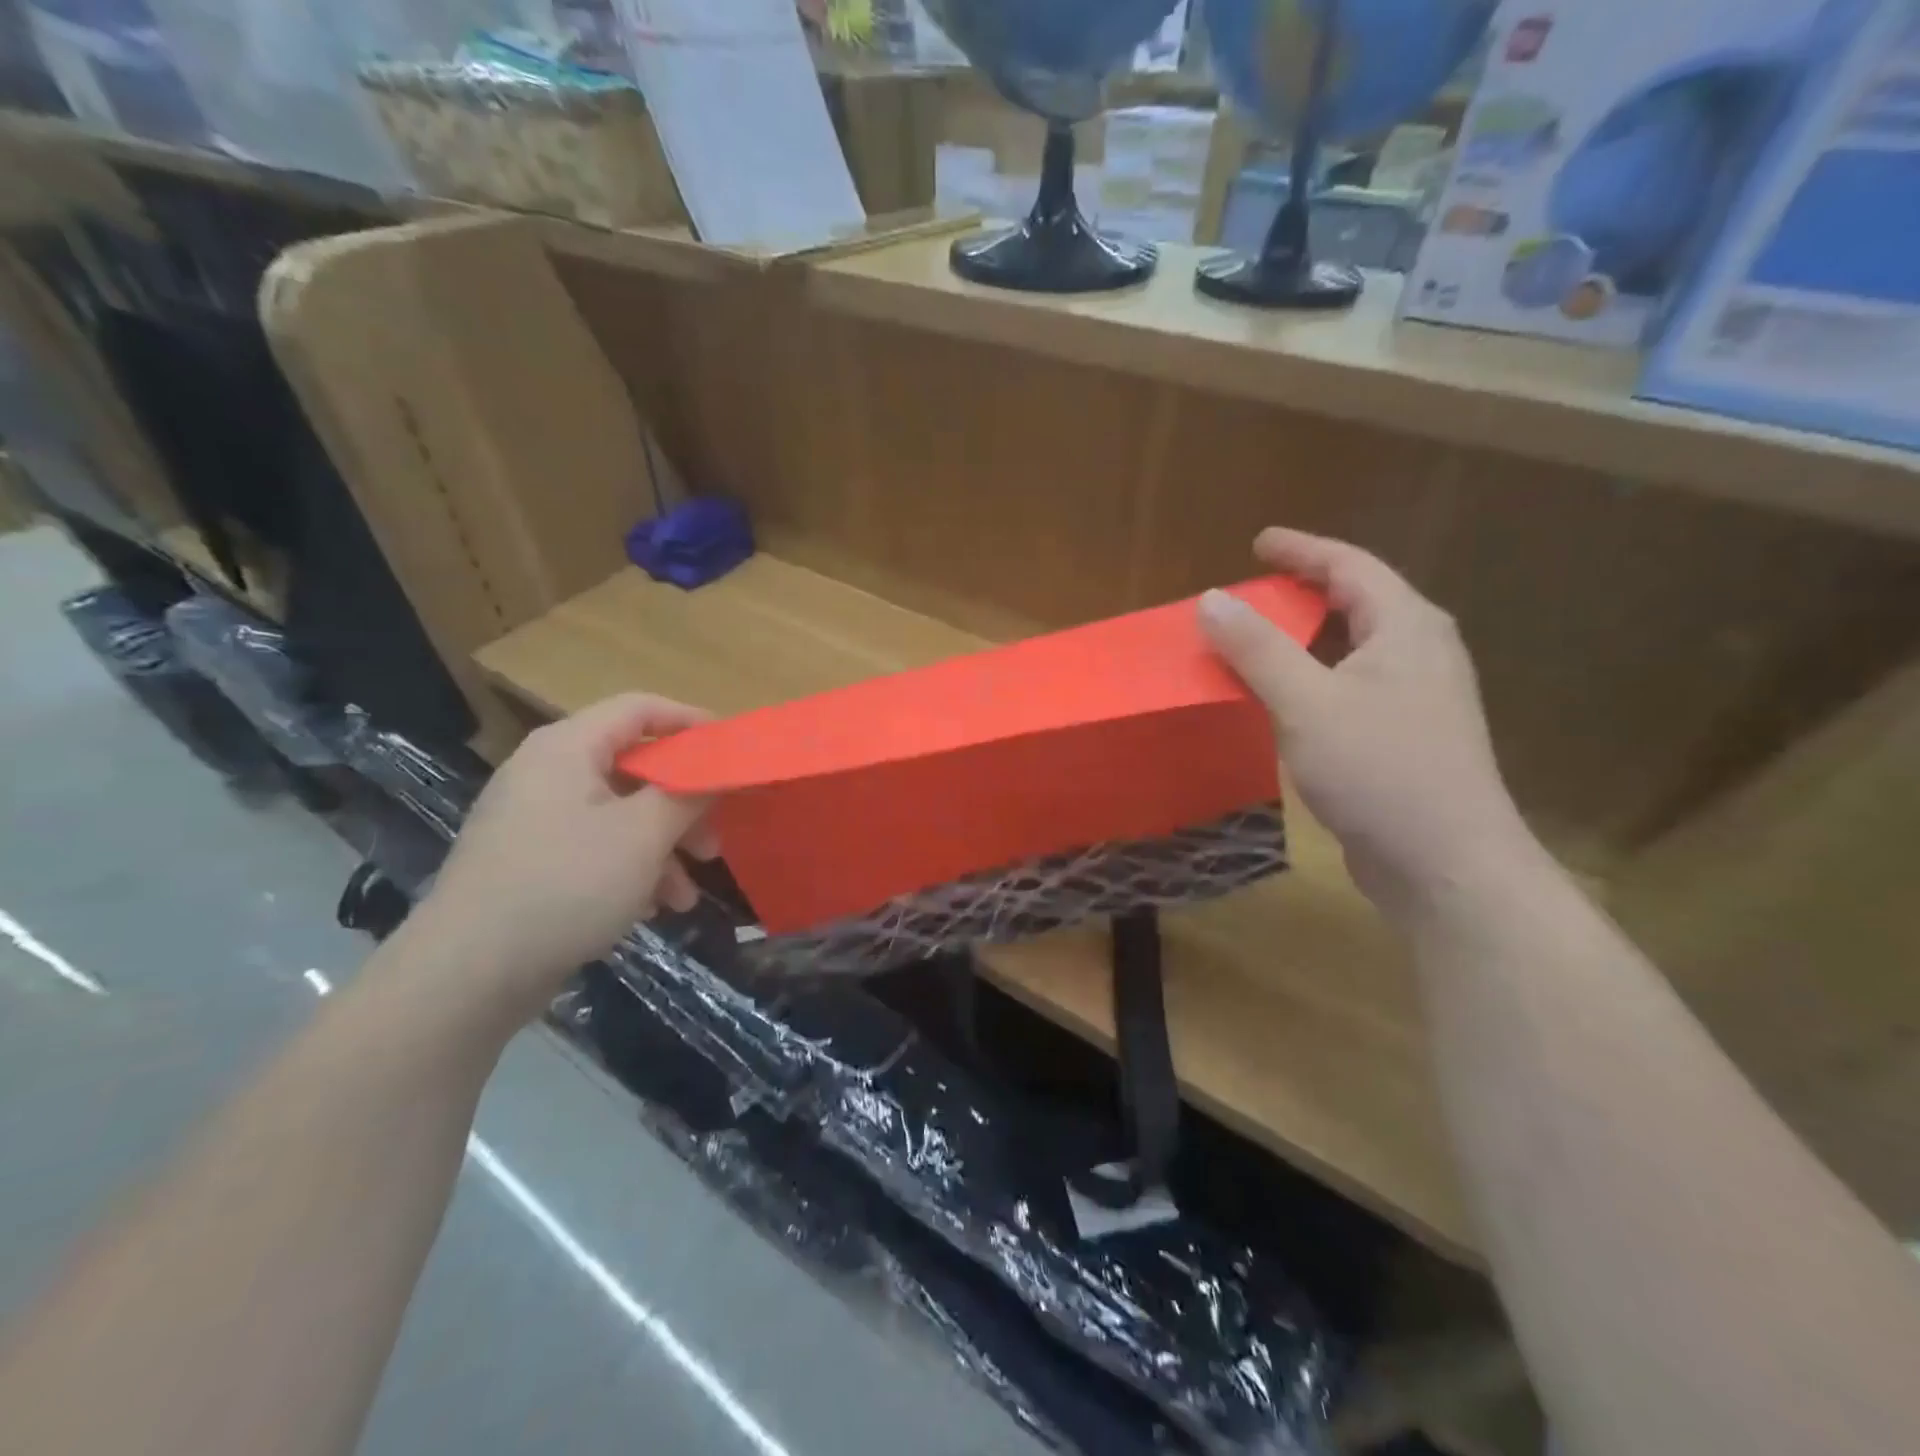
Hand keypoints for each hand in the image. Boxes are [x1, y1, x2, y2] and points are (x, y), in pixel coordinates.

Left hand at [408, 694, 715, 1024]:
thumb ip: (689, 794)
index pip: (639, 709)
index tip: (731, 751)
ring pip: (619, 814)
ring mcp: (534, 819)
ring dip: (662, 847)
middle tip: (714, 840)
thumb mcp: (642, 836)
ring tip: (687, 895)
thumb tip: (718, 770)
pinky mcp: (529, 862)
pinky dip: (630, 869)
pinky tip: (651, 908)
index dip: (690, 721)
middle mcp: (547, 773)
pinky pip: (594, 847)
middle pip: (633, 767)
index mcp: (568, 748)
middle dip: (683, 804)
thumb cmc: (565, 885)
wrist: (465, 975)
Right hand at [1200, 529, 1533, 918]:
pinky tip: (1280, 701)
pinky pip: (1348, 687)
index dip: (1302, 549)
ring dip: (1303, 639)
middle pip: (1357, 602)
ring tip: (1256, 642)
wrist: (1447, 865)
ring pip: (1352, 649)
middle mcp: (1420, 653)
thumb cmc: (1380, 771)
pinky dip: (1310, 680)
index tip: (1258, 542)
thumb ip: (1257, 648)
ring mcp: (1417, 699)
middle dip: (1302, 591)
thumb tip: (1212, 599)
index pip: (1350, 565)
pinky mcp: (1404, 738)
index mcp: (1407, 628)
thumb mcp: (1307, 703)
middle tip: (1251, 593)